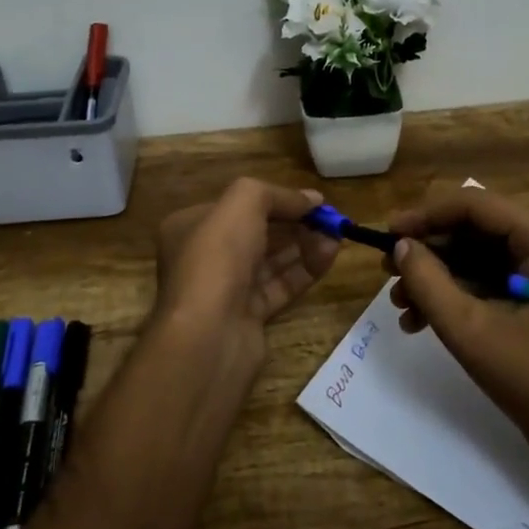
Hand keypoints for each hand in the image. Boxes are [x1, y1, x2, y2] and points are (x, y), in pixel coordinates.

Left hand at [154, 178, 341, 354]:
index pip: (237, 205)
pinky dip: (305, 270)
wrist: (208, 334)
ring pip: (271, 260)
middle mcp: (205, 256)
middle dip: (295, 222)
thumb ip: (277, 194)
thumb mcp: (243, 202)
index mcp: (190, 226)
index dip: (275, 199)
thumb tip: (312, 198)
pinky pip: (280, 285)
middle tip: (330, 218)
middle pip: (257, 232)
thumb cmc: (218, 256)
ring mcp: (226, 289)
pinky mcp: (248, 316)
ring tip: (337, 234)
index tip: (311, 200)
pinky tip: (330, 255)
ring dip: (305, 244)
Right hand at [387, 183, 528, 462]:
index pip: (474, 204)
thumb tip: (399, 246)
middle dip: (429, 253)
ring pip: (477, 249)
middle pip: (474, 226)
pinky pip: (490, 270)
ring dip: (438, 275)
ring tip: (401, 306)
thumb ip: (428, 282)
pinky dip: (457, 289)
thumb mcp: (471, 331)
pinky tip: (422, 318)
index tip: (386, 235)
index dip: (425, 216)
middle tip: (388, 276)